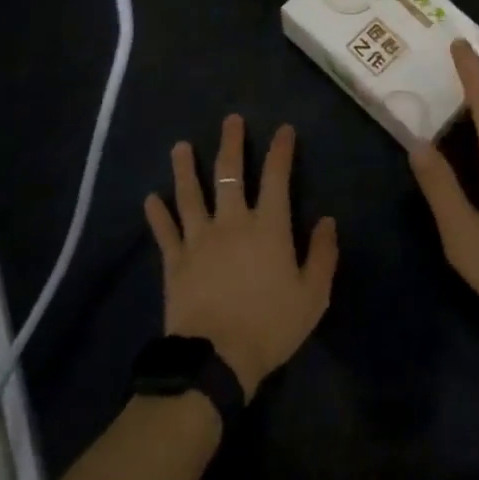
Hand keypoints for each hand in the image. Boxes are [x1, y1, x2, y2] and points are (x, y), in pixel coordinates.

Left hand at [145, 116, 338, 397]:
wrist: (217, 359)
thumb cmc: (271, 326)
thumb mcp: (313, 295)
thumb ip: (322, 255)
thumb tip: (328, 221)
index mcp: (268, 226)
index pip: (277, 176)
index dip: (281, 150)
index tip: (284, 129)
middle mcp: (232, 221)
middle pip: (229, 173)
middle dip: (232, 143)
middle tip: (231, 120)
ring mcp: (199, 238)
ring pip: (191, 194)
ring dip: (185, 168)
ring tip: (180, 147)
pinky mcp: (175, 260)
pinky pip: (165, 231)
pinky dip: (157, 214)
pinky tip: (151, 198)